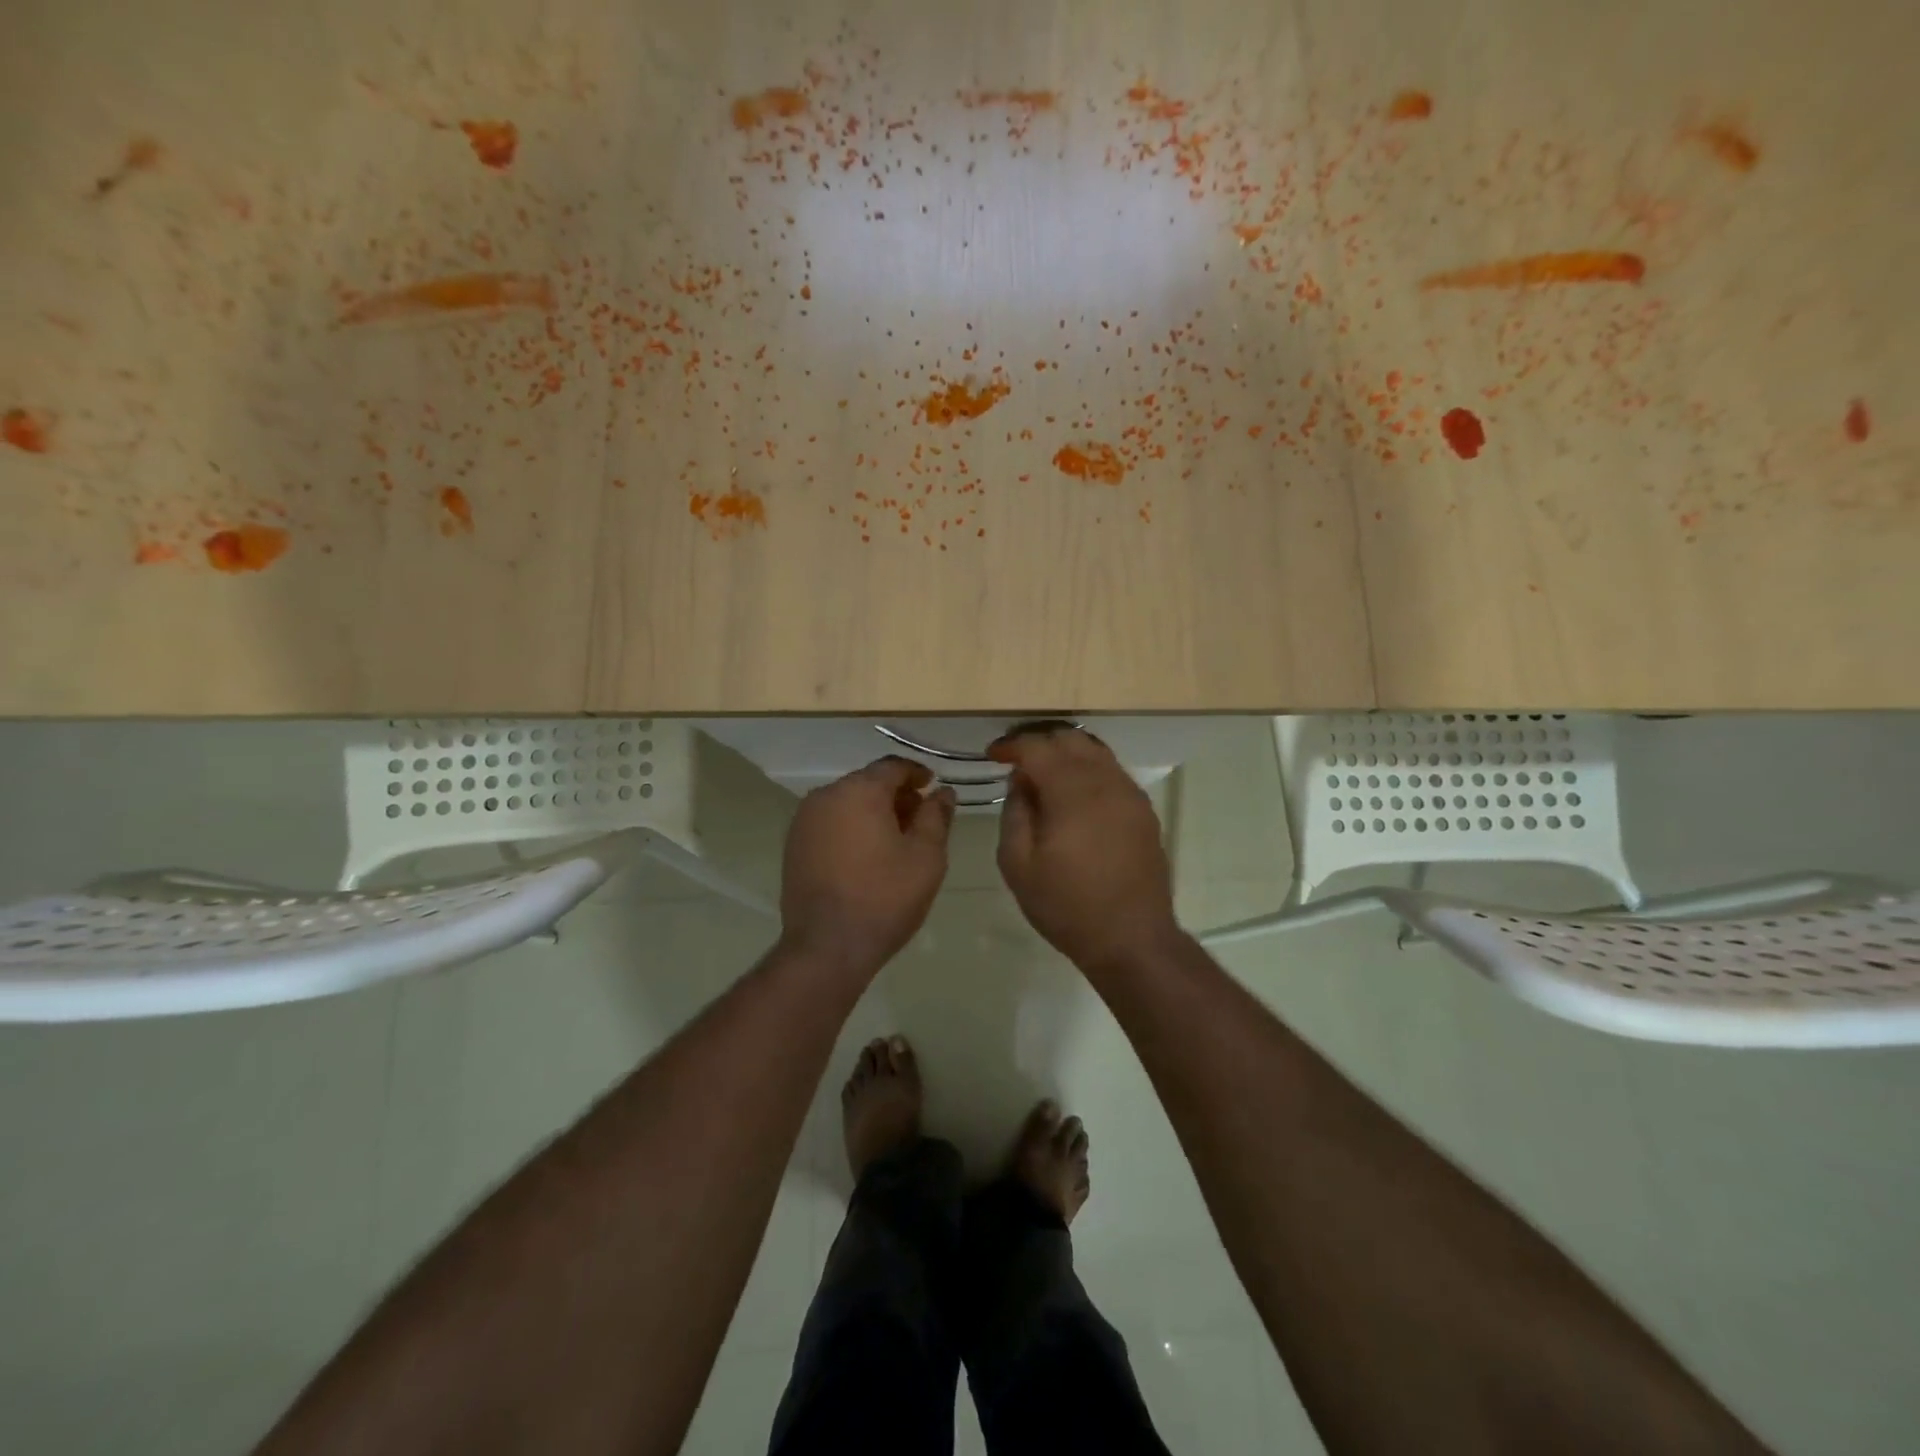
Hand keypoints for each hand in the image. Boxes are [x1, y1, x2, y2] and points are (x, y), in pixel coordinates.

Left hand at [779, 757, 956, 977]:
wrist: (827, 946)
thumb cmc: (885, 897)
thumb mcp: (926, 856)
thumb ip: (936, 816)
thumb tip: (943, 792)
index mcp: (859, 790)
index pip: (892, 766)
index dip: (917, 774)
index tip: (934, 788)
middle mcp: (826, 795)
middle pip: (867, 782)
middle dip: (895, 794)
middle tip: (920, 818)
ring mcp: (804, 820)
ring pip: (847, 802)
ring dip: (873, 811)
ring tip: (896, 840)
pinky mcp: (794, 845)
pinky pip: (830, 822)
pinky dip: (851, 827)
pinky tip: (868, 855)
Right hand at [990, 727, 1180, 973]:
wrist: (1132, 939)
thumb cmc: (1067, 905)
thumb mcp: (1018, 865)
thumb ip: (1014, 813)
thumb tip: (1020, 782)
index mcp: (1072, 791)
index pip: (1037, 747)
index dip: (1011, 745)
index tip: (993, 754)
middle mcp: (1105, 781)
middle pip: (1070, 738)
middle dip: (1039, 742)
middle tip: (1016, 760)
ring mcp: (1130, 794)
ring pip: (1095, 751)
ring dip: (1066, 753)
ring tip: (1044, 774)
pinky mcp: (1143, 810)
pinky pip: (1112, 772)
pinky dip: (1088, 769)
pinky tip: (1074, 794)